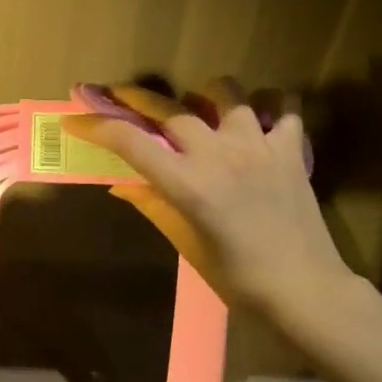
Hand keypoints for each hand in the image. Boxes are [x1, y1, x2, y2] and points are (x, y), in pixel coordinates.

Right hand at [66, 81, 357, 321]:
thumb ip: (156, 206)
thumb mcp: (188, 245)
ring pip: (226, 93)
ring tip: (202, 103)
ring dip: (206, 93)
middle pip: (170, 110)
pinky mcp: (289, 149)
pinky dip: (269, 104)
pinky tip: (260, 115)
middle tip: (119, 92)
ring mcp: (257, 146)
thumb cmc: (238, 278)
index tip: (76, 120)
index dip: (99, 127)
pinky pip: (282, 106)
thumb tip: (123, 185)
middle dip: (137, 98)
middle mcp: (218, 155)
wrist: (304, 289)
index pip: (132, 144)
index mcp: (188, 185)